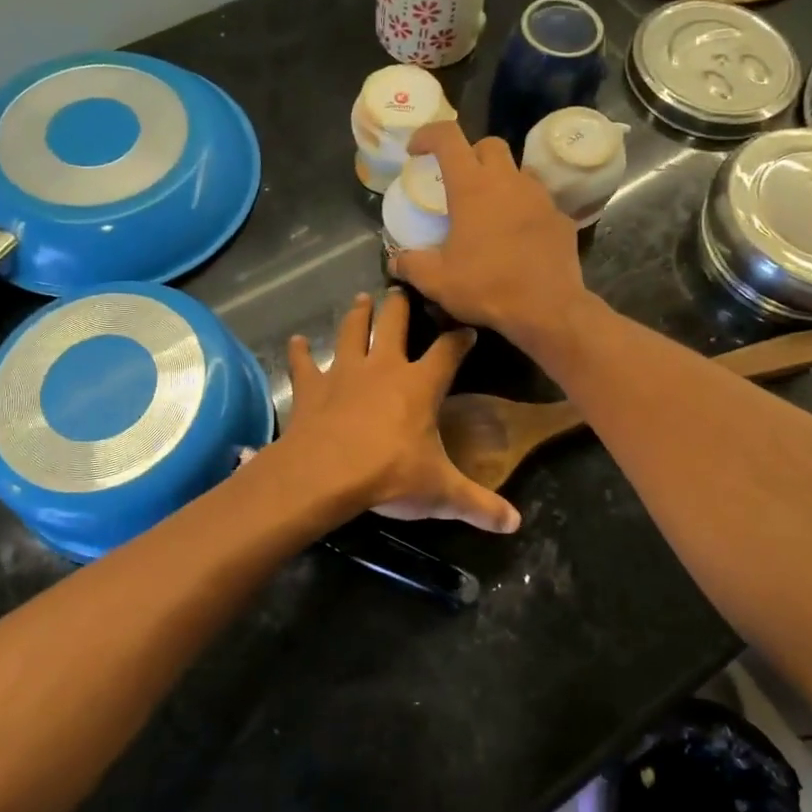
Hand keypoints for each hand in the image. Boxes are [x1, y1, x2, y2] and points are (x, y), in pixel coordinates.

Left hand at [283, 290, 520, 533]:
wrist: (325, 474)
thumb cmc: (389, 475)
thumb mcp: (441, 493)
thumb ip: (479, 505)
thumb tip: (516, 524)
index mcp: (419, 384)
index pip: (447, 351)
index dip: (459, 338)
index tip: (467, 329)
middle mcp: (383, 367)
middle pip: (394, 323)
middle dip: (400, 304)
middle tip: (402, 287)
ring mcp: (343, 372)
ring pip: (351, 332)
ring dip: (357, 315)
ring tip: (360, 299)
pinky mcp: (311, 387)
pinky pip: (303, 363)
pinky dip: (299, 352)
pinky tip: (295, 341)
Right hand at [390, 121, 591, 348]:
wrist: (547, 309)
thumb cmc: (487, 287)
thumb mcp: (437, 281)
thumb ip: (412, 265)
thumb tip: (396, 260)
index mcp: (472, 187)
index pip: (448, 137)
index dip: (428, 135)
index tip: (416, 150)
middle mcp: (508, 181)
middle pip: (489, 145)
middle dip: (470, 154)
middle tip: (458, 180)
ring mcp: (540, 197)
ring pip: (518, 171)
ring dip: (500, 181)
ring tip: (489, 210)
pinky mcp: (561, 218)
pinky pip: (538, 202)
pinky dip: (524, 209)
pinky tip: (517, 236)